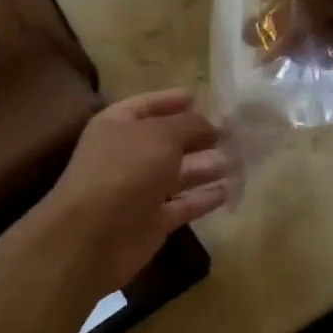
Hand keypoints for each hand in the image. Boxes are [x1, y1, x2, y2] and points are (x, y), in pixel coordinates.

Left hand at [30, 90, 230, 298]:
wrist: (94, 235)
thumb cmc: (125, 170)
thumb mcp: (161, 135)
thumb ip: (189, 124)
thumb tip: (210, 124)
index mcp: (117, 125)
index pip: (146, 105)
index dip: (170, 100)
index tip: (198, 97)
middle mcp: (126, 155)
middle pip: (166, 141)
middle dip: (197, 136)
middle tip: (233, 133)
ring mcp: (138, 190)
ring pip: (178, 174)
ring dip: (206, 166)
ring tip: (238, 160)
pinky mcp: (152, 221)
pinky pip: (183, 204)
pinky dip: (204, 198)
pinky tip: (228, 191)